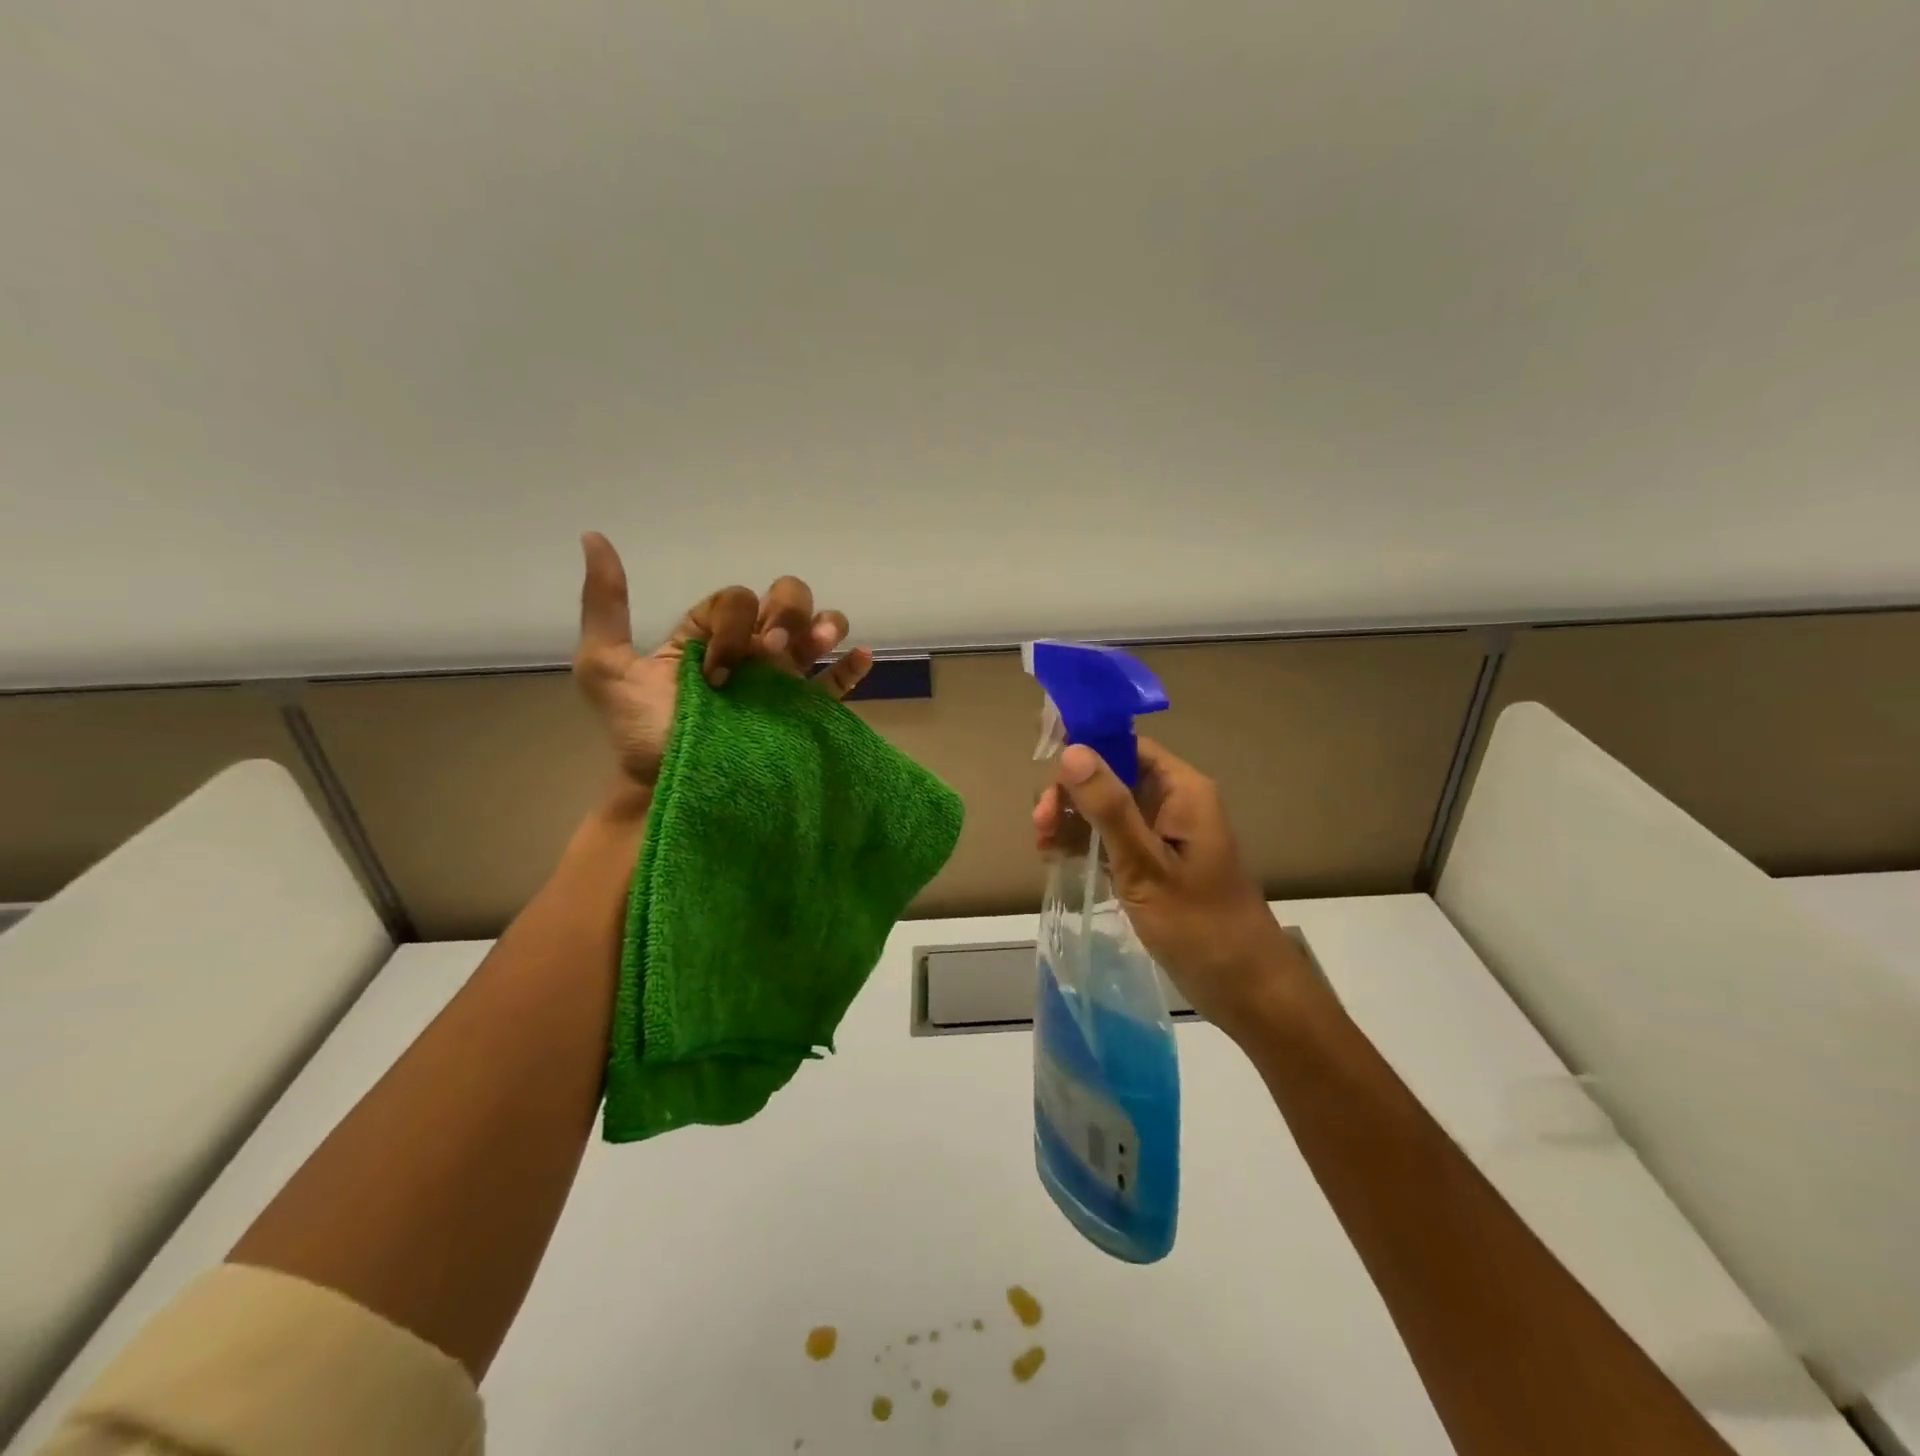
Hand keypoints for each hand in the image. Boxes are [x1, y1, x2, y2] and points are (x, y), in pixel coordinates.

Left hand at [572, 532, 873, 790]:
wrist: (672, 788)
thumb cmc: (641, 731)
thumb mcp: (606, 667)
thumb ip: (605, 605)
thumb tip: (593, 536)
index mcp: (712, 633)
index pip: (737, 599)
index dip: (731, 621)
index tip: (713, 667)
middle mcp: (752, 649)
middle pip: (787, 599)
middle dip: (785, 612)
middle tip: (768, 652)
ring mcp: (782, 680)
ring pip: (818, 630)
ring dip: (823, 626)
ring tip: (814, 647)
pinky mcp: (805, 712)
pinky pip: (837, 683)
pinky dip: (853, 665)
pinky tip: (859, 657)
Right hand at [1033, 737, 1306, 1039]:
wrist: (1245, 989)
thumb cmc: (1200, 925)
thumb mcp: (1146, 866)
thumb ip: (1109, 808)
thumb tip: (1072, 751)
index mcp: (1181, 790)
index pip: (1126, 746)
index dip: (1083, 751)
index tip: (1044, 772)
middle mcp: (1172, 802)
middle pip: (1109, 776)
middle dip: (1070, 795)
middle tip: (1040, 826)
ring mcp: (1162, 834)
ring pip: (1105, 808)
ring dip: (1070, 821)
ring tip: (1043, 848)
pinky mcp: (1153, 862)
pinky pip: (1111, 838)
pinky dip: (1083, 844)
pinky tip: (1057, 859)